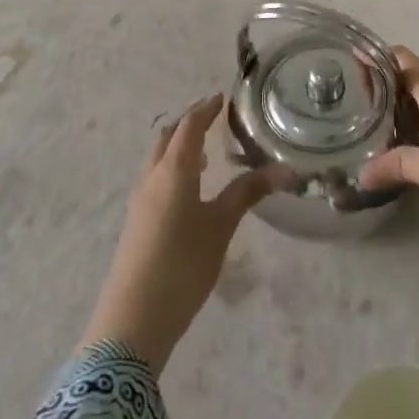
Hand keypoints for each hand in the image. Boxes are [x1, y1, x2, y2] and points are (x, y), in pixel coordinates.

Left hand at [80, 94, 273, 373]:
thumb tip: (285, 168)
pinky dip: (172, 168)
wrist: (133, 320)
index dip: (205, 109)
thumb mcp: (221, 226)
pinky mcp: (136, 222)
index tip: (221, 98)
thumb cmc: (183, 264)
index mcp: (174, 169)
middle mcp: (152, 177)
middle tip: (213, 118)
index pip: (189, 126)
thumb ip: (249, 192)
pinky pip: (154, 178)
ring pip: (158, 159)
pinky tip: (189, 190)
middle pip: (167, 137)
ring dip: (178, 147)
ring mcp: (140, 200)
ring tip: (205, 152)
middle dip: (188, 123)